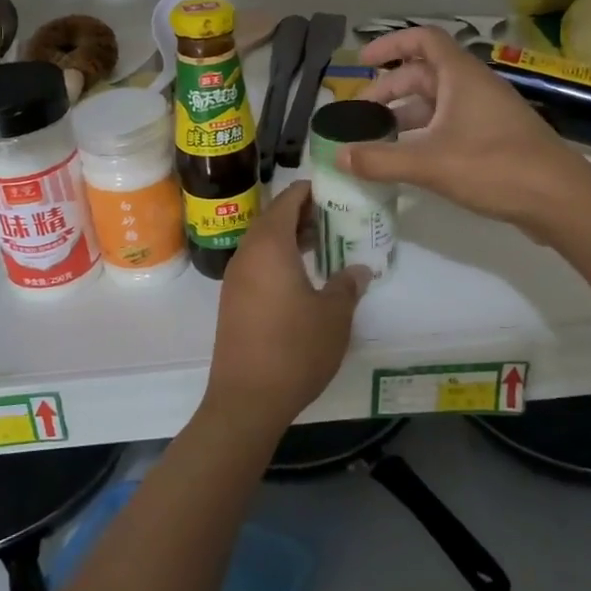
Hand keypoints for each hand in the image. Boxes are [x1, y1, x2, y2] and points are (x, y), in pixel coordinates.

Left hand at [203, 183, 369, 439]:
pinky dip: (279, 260)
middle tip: (336, 218)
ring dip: (291, 238)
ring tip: (324, 245)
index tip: (336, 191)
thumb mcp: (334, 315)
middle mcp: (247, 254)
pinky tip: (304, 278)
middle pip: (274, 218)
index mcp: (270, 245)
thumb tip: (358, 269)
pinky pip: (257, 265)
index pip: (288, 199)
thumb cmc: (295, 348)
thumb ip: (348, 285)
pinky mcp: (233, 302)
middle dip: (304, 214)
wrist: (246, 399)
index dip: (311, 190)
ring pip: (264, 243)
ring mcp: (236, 279)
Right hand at [339, 26, 590, 234]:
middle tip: (359, 115)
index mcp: (461, 76)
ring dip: (405, 116)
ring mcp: (485, 113)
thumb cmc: (495, 167)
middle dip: (389, 90)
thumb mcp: (430, 163)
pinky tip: (408, 160)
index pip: (423, 40)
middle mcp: (473, 87)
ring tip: (375, 140)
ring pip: (436, 104)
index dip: (390, 44)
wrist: (559, 198)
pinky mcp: (493, 139)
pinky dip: (424, 135)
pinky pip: (449, 125)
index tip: (362, 61)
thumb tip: (338, 157)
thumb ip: (381, 160)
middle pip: (423, 74)